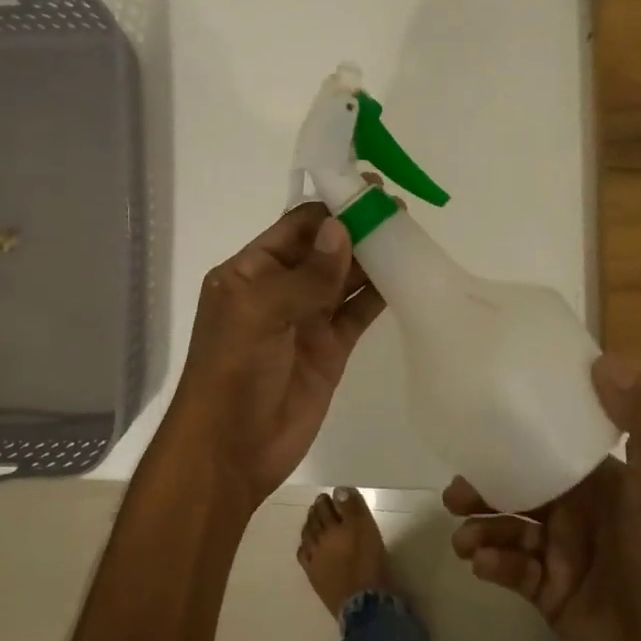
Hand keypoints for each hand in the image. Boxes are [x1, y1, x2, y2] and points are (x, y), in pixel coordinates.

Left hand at [164, 202, 384, 508]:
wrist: (231, 450)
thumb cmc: (233, 372)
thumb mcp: (260, 314)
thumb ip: (305, 275)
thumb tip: (341, 228)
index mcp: (251, 272)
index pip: (296, 227)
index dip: (331, 208)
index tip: (369, 189)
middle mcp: (280, 289)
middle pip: (325, 248)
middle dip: (357, 228)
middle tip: (398, 210)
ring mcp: (307, 319)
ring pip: (345, 278)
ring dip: (372, 257)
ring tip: (409, 234)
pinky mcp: (331, 349)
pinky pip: (358, 313)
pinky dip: (379, 294)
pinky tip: (405, 275)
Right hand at [446, 357, 640, 640]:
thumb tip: (604, 360)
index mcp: (599, 484)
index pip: (548, 448)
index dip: (513, 438)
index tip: (475, 431)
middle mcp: (577, 513)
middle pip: (517, 489)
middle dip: (483, 489)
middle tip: (455, 496)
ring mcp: (562, 556)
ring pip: (508, 529)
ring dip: (482, 529)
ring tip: (465, 541)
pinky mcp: (550, 596)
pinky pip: (512, 571)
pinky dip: (494, 566)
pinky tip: (485, 567)